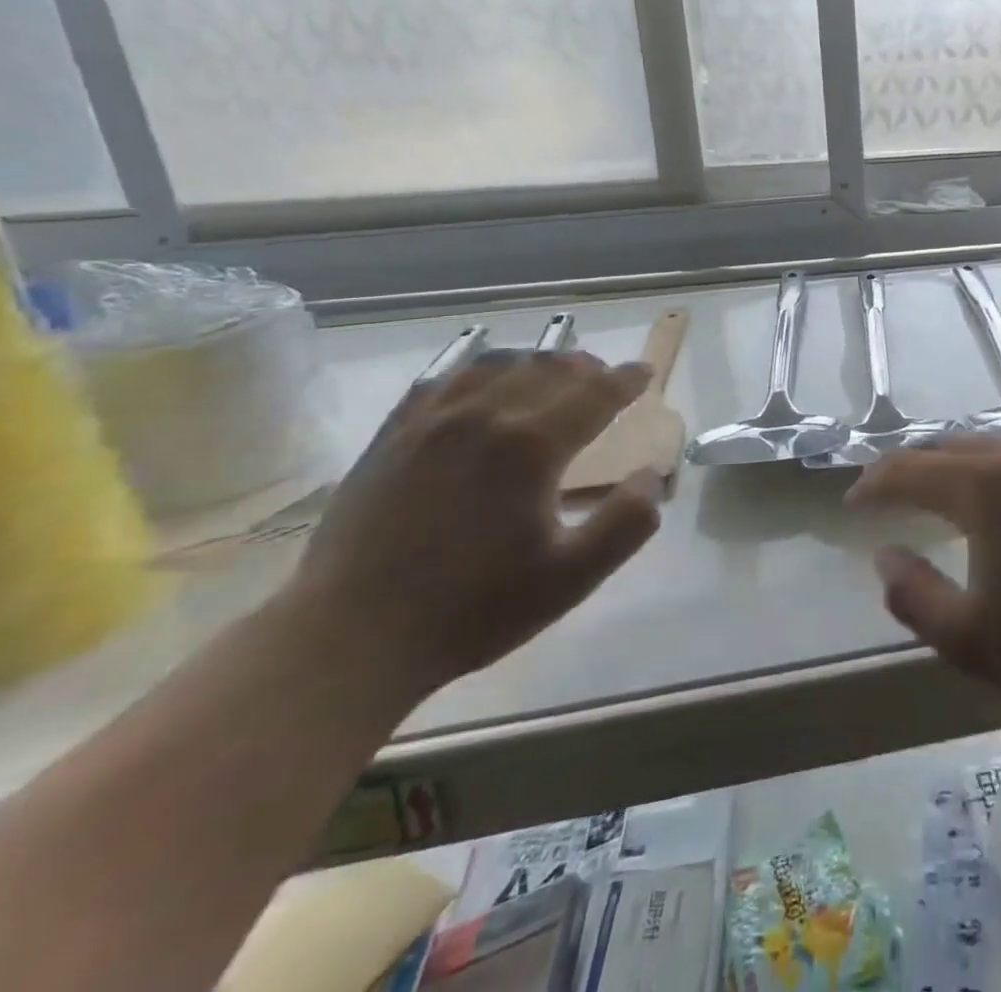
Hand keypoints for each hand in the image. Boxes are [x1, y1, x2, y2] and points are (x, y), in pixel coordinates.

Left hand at [283, 350, 663, 698]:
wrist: (350, 638)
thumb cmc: (473, 608)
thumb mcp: (572, 577)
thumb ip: (626, 522)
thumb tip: (650, 475)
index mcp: (532, 446)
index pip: (595, 393)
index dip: (626, 380)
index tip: (645, 373)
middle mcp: (485, 416)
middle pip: (549, 369)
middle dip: (587, 368)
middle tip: (606, 377)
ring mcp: (432, 421)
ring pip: (498, 365)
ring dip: (537, 363)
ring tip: (553, 373)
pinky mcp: (393, 435)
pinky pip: (443, 379)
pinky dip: (477, 369)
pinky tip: (482, 381)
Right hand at [847, 439, 1000, 724]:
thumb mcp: (969, 638)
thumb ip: (913, 595)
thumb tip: (884, 556)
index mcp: (984, 485)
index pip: (909, 470)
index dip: (873, 484)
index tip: (849, 503)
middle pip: (946, 447)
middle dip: (907, 466)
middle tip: (880, 493)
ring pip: (983, 447)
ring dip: (946, 464)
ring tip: (926, 491)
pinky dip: (982, 469)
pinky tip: (986, 499)